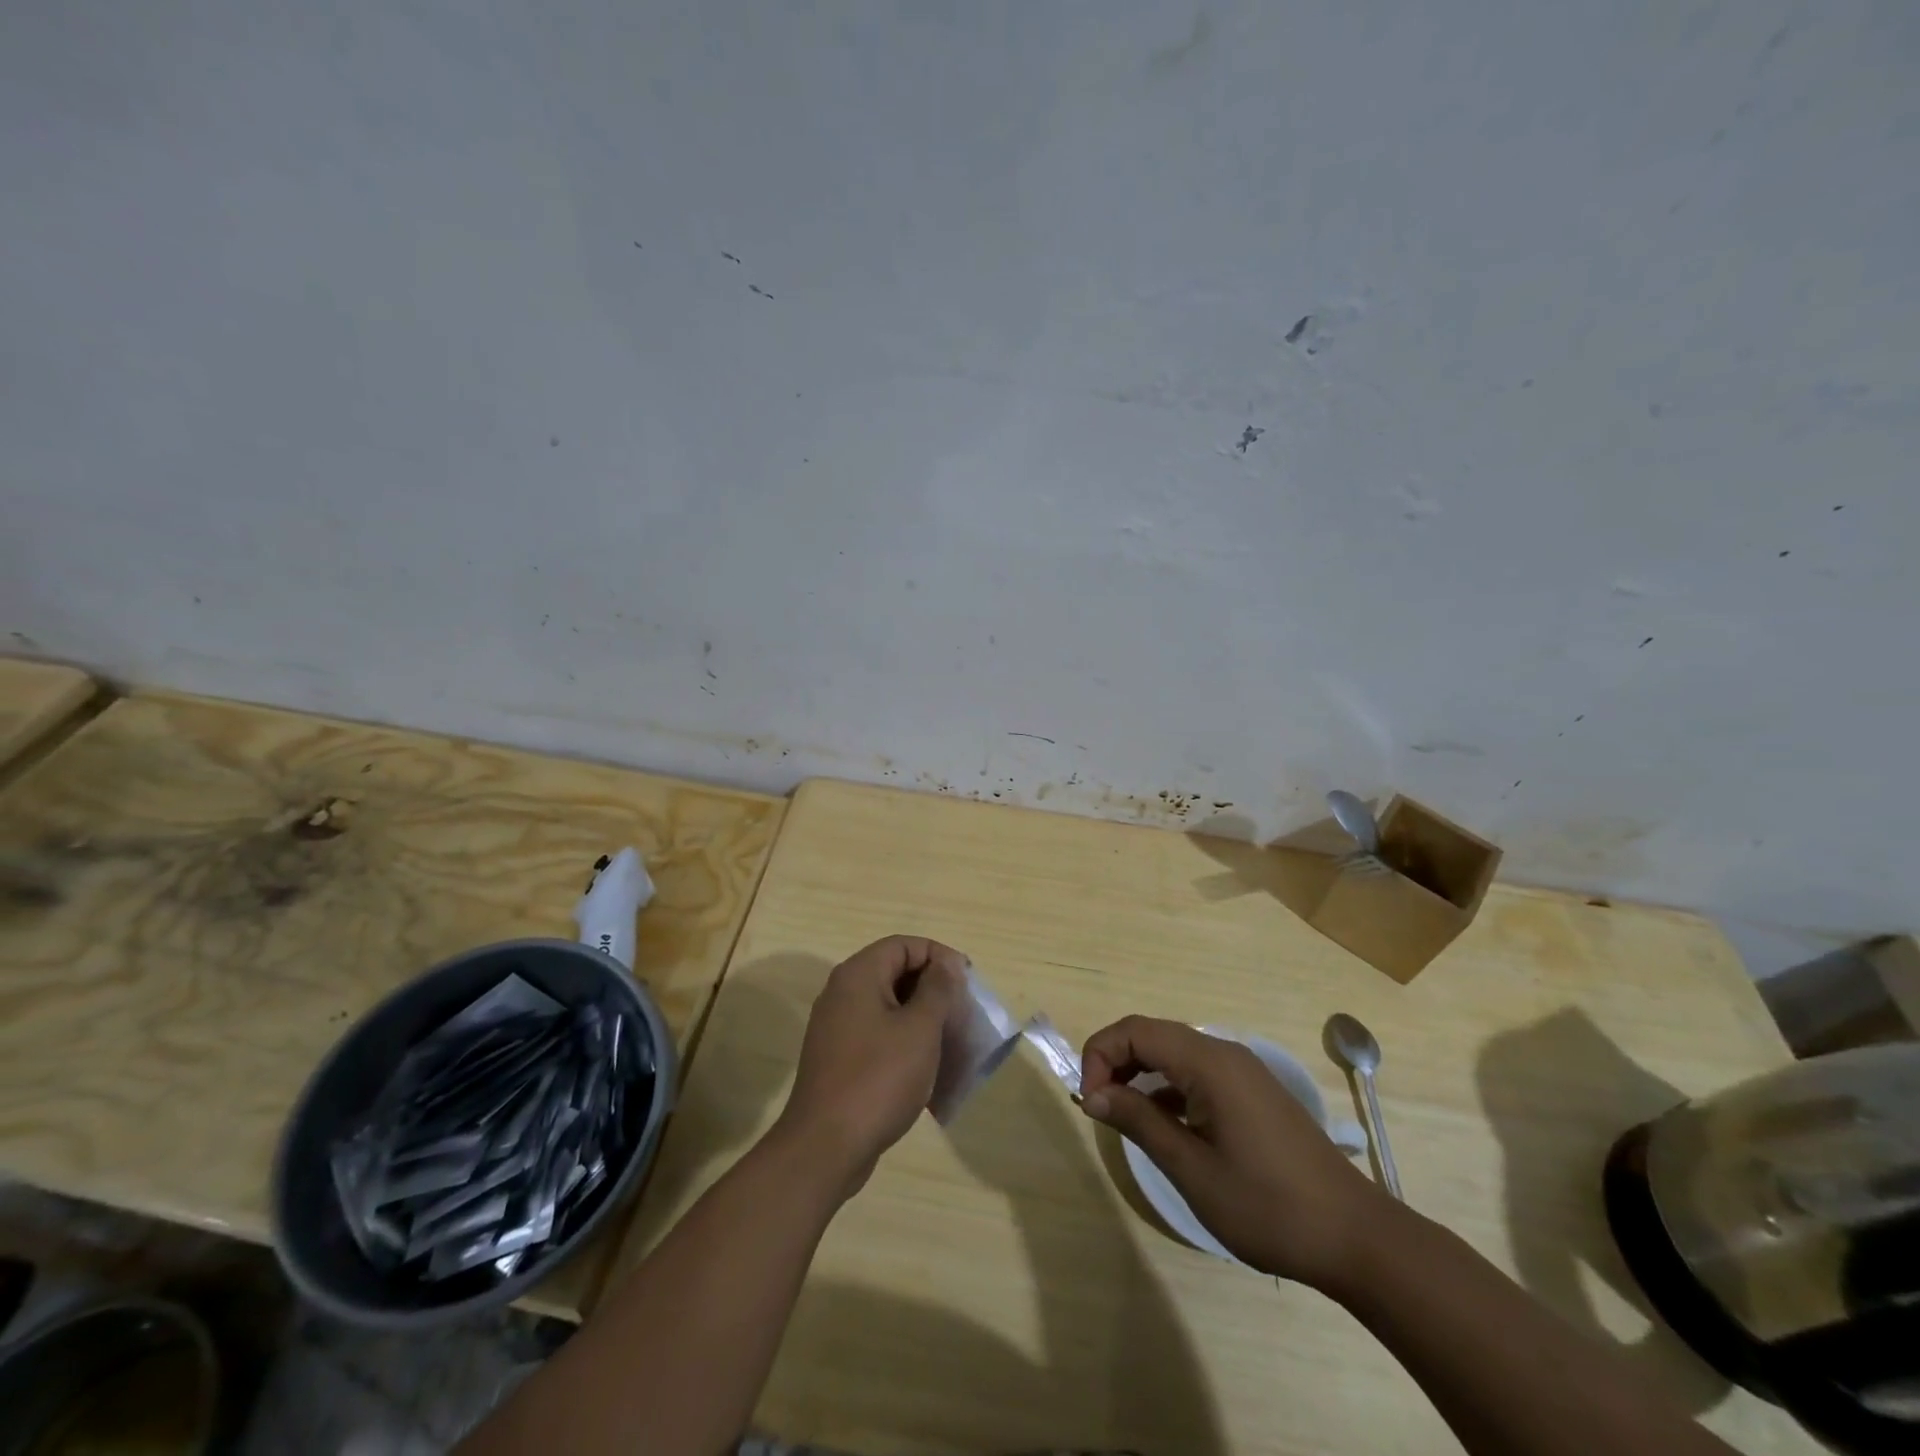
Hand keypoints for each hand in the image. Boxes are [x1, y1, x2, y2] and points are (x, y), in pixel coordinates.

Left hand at [778, 936, 963, 1198]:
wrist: (825, 1147)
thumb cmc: (879, 1078)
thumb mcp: (919, 1029)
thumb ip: (938, 989)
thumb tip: (946, 963)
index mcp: (859, 975)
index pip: (904, 945)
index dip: (939, 956)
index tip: (967, 982)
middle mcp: (843, 993)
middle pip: (896, 973)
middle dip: (933, 990)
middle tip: (963, 1013)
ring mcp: (837, 1028)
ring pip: (889, 1007)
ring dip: (922, 1019)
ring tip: (952, 1043)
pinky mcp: (839, 1059)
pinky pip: (879, 1036)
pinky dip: (905, 1043)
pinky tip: (927, 1070)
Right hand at [1080, 1015, 1391, 1289]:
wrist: (1357, 1239)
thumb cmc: (1268, 1206)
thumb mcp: (1192, 1169)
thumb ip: (1139, 1122)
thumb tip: (1093, 1095)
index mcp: (1209, 1062)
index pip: (1135, 1030)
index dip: (1100, 1054)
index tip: (1089, 1102)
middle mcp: (1224, 1053)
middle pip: (1153, 1035)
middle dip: (1115, 1061)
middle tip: (1098, 1108)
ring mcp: (1243, 1072)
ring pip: (1174, 1053)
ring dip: (1140, 1074)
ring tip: (1123, 1117)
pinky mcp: (1253, 1093)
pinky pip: (1196, 1073)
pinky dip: (1168, 1088)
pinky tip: (1163, 1125)